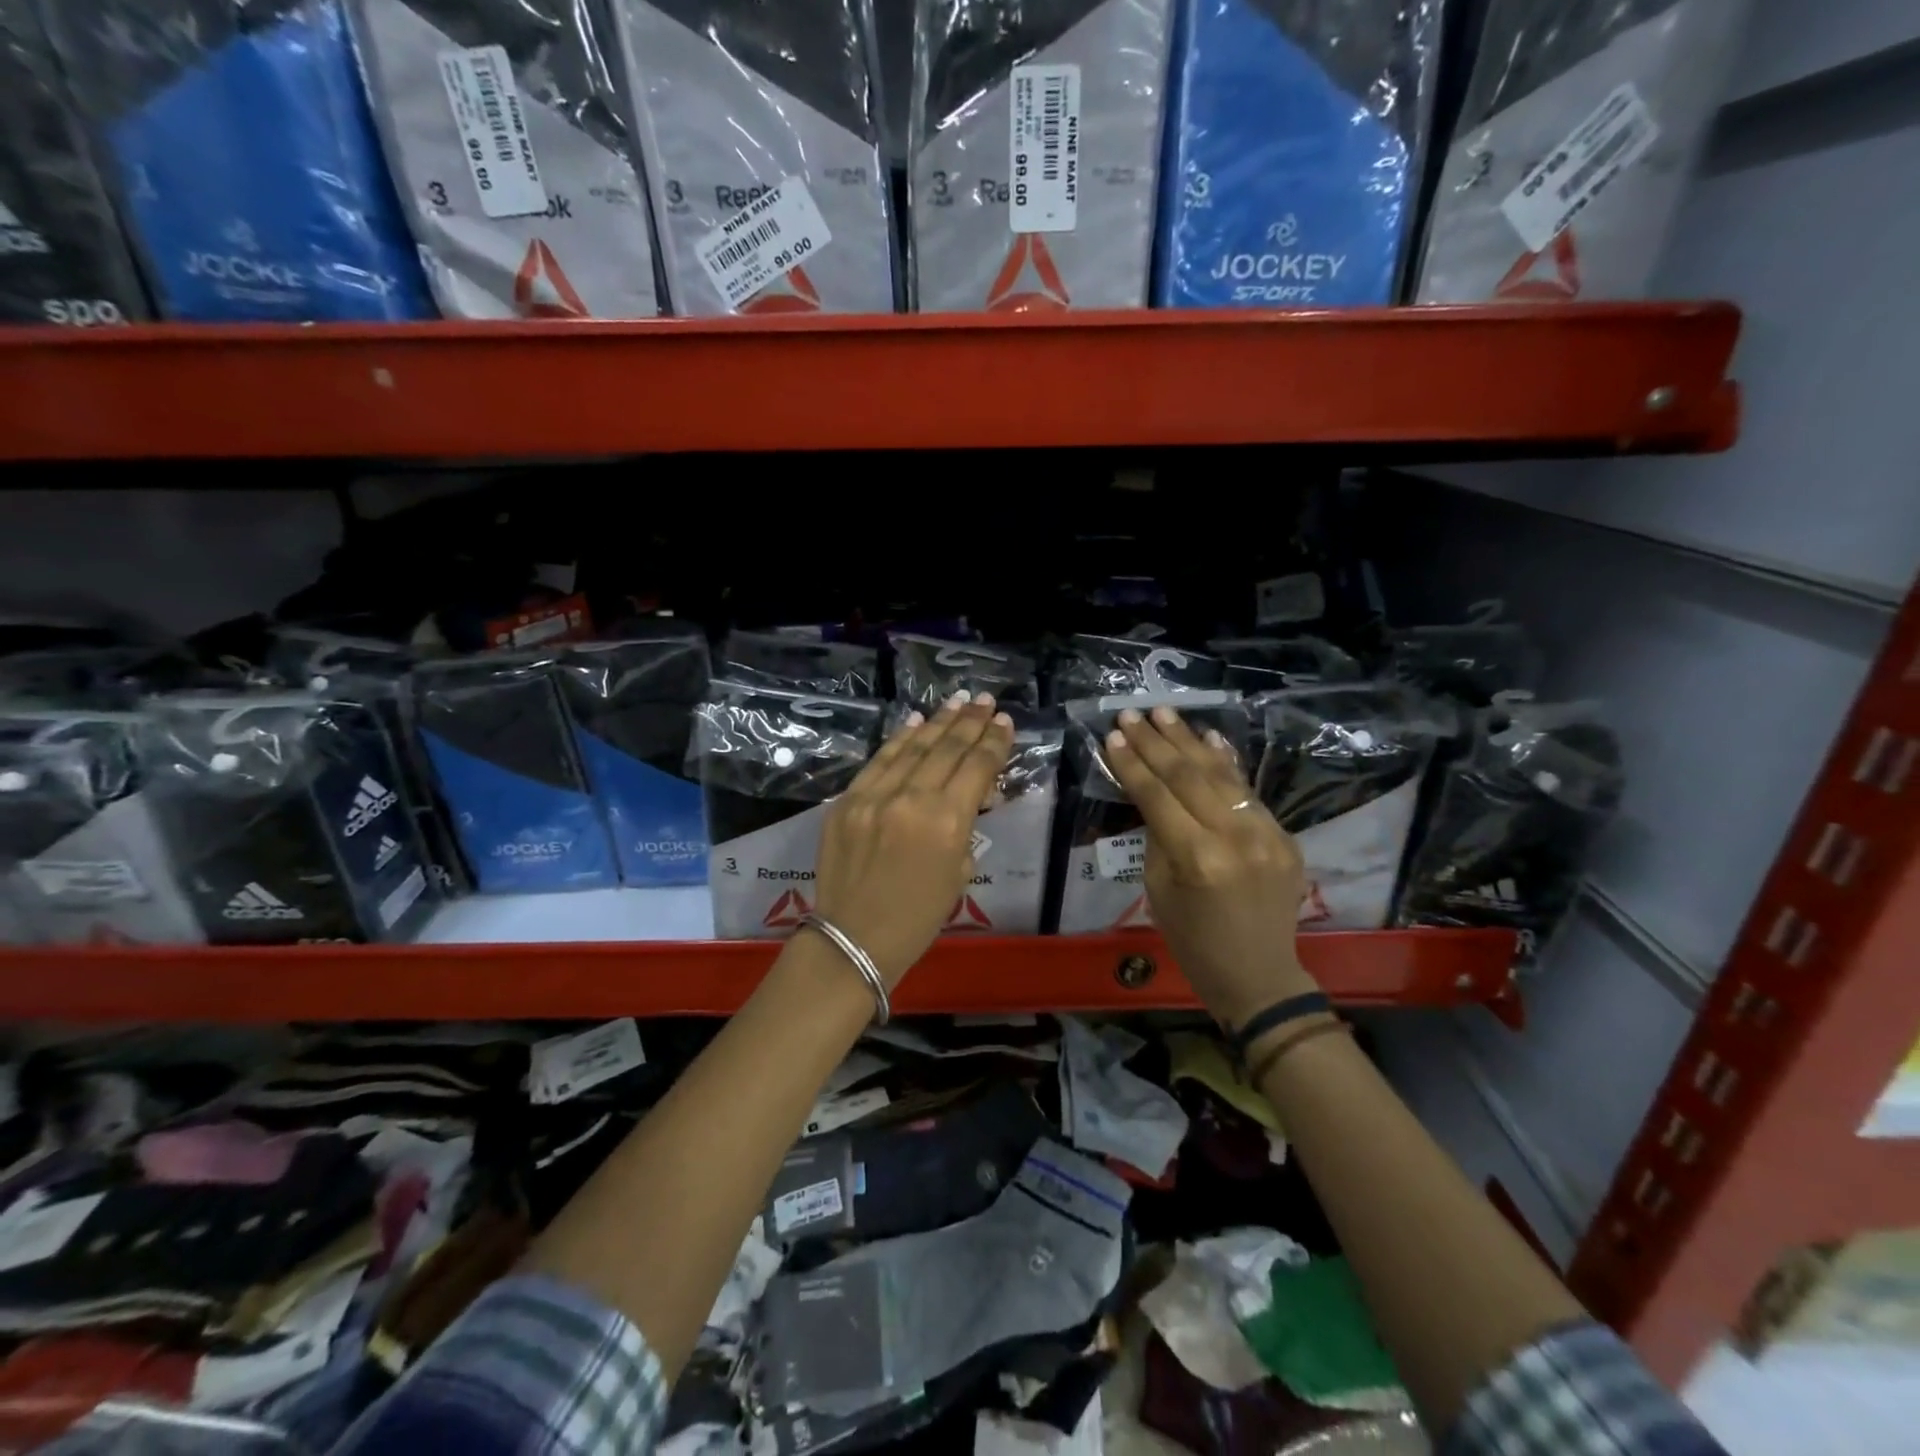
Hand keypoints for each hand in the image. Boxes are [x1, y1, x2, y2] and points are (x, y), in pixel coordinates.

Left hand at [812, 692, 1014, 985]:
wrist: (853, 939)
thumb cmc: (917, 919)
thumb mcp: (959, 874)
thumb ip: (964, 828)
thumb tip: (967, 798)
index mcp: (947, 822)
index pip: (977, 768)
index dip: (994, 742)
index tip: (1004, 721)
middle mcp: (912, 799)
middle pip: (947, 749)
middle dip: (970, 722)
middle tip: (985, 701)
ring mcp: (874, 796)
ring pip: (913, 747)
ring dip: (938, 722)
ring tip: (958, 701)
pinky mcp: (847, 800)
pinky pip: (879, 760)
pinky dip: (900, 738)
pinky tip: (916, 721)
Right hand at [1105, 705, 1318, 1028]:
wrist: (1257, 975)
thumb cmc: (1192, 941)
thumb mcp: (1157, 890)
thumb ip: (1156, 835)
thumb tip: (1150, 792)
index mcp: (1196, 859)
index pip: (1157, 797)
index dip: (1132, 764)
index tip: (1112, 737)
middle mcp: (1235, 838)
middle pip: (1188, 776)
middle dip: (1155, 742)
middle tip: (1131, 715)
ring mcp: (1267, 834)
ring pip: (1220, 775)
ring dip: (1189, 740)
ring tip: (1163, 713)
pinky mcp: (1284, 835)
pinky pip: (1248, 791)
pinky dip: (1225, 762)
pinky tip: (1207, 736)